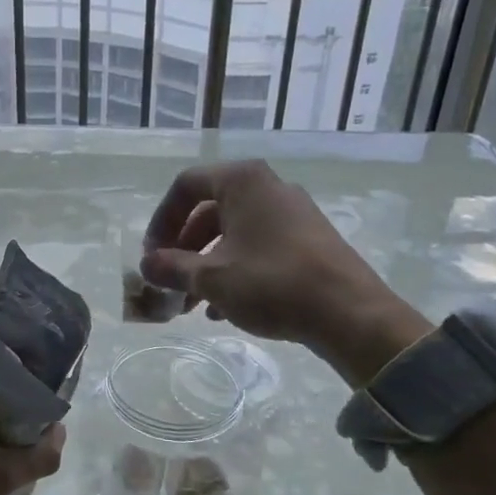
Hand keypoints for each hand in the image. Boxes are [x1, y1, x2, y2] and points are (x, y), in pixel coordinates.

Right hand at [140, 159, 430, 385]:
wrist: (350, 313)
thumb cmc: (272, 283)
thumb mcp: (211, 277)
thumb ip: (171, 267)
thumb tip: (145, 266)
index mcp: (241, 181)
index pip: (185, 186)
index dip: (160, 221)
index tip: (151, 256)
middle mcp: (267, 187)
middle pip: (208, 211)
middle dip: (183, 249)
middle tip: (169, 282)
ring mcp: (292, 212)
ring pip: (233, 232)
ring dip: (206, 264)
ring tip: (193, 303)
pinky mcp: (308, 238)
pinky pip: (258, 245)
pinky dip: (235, 269)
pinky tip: (225, 308)